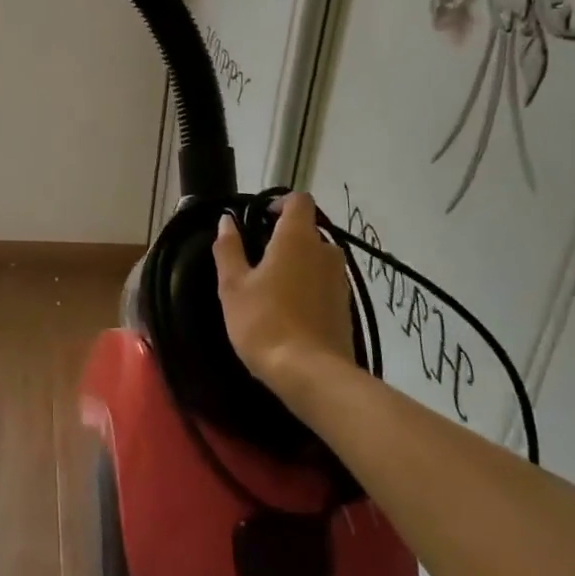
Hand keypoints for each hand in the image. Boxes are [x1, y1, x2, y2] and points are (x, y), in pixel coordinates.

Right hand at [211, 193, 356, 398]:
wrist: (311, 375)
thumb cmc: (264, 322)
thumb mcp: (233, 286)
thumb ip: (229, 248)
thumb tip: (227, 221)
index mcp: (297, 238)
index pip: (298, 200)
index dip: (279, 203)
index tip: (259, 219)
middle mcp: (325, 251)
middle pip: (307, 230)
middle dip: (284, 238)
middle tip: (257, 260)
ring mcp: (340, 280)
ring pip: (317, 258)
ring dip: (297, 264)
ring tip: (272, 288)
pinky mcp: (347, 307)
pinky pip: (324, 283)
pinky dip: (308, 287)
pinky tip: (289, 310)